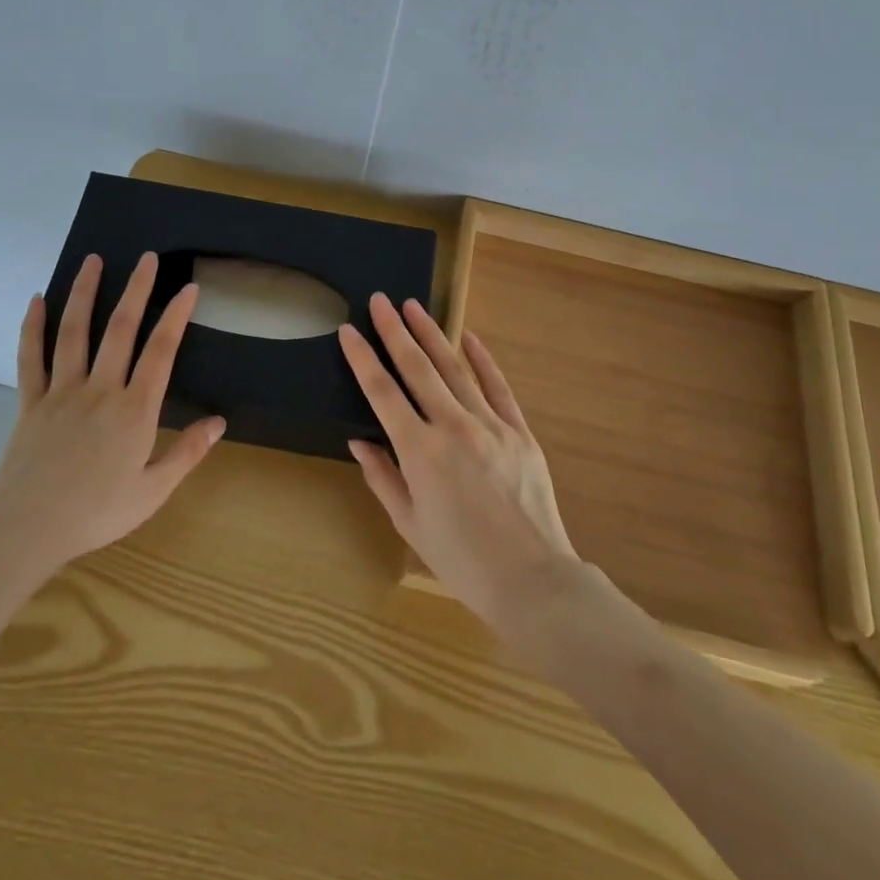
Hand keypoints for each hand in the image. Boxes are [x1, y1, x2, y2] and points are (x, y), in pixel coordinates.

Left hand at [0, 252, 224, 589]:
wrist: (26, 529)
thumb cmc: (96, 513)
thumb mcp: (152, 491)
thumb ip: (187, 453)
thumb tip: (220, 421)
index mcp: (134, 410)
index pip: (161, 351)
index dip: (176, 317)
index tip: (188, 288)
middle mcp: (100, 389)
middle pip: (121, 329)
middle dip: (137, 289)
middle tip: (147, 258)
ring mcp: (62, 391)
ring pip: (75, 332)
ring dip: (85, 293)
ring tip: (94, 261)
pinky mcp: (31, 401)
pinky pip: (31, 357)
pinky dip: (32, 326)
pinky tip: (37, 300)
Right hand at [340, 293, 579, 634]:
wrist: (531, 579)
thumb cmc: (461, 559)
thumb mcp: (409, 522)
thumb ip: (382, 476)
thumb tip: (360, 439)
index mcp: (420, 452)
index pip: (382, 392)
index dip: (362, 358)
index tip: (348, 330)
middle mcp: (453, 427)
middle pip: (417, 368)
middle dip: (395, 331)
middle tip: (381, 300)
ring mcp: (490, 425)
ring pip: (455, 368)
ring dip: (432, 335)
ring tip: (414, 307)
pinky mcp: (519, 431)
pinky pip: (498, 387)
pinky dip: (483, 360)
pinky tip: (469, 338)